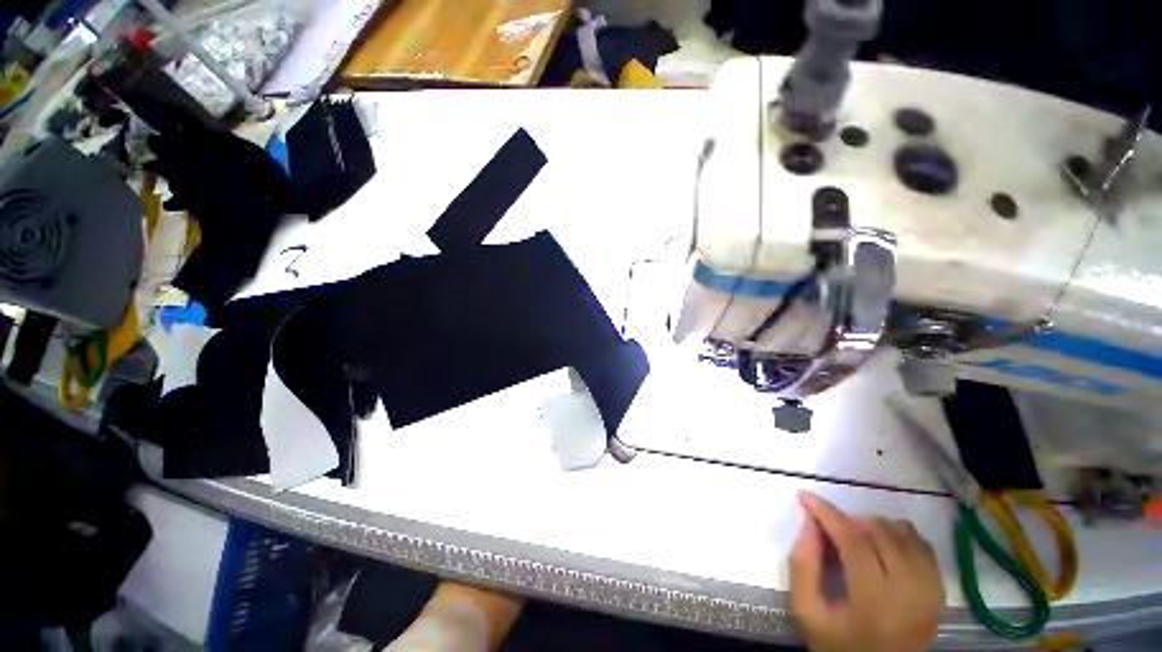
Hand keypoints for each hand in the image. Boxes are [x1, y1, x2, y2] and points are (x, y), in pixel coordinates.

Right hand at [790, 491, 943, 651]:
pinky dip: (900, 535)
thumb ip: (802, 564)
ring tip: (854, 534)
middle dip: (848, 518)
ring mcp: (929, 592)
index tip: (805, 495)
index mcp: (873, 602)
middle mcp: (909, 593)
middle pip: (879, 534)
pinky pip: (923, 546)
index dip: (827, 513)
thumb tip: (809, 520)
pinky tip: (883, 543)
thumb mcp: (806, 610)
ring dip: (873, 525)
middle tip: (828, 524)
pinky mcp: (939, 593)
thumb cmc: (837, 644)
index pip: (853, 541)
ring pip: (903, 534)